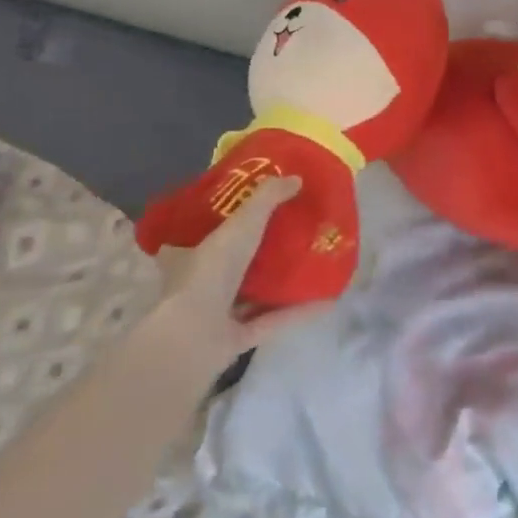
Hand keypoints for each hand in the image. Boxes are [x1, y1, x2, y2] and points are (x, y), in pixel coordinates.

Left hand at [144, 176, 324, 371]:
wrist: (195, 335)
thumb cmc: (210, 272)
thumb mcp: (241, 224)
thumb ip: (267, 199)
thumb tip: (296, 178)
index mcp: (190, 254)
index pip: (207, 232)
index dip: (231, 219)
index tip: (259, 208)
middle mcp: (200, 284)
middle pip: (233, 263)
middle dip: (260, 251)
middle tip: (294, 233)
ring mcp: (217, 315)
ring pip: (252, 295)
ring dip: (279, 283)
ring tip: (312, 264)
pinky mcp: (237, 339)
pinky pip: (272, 321)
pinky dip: (298, 311)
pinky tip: (327, 300)